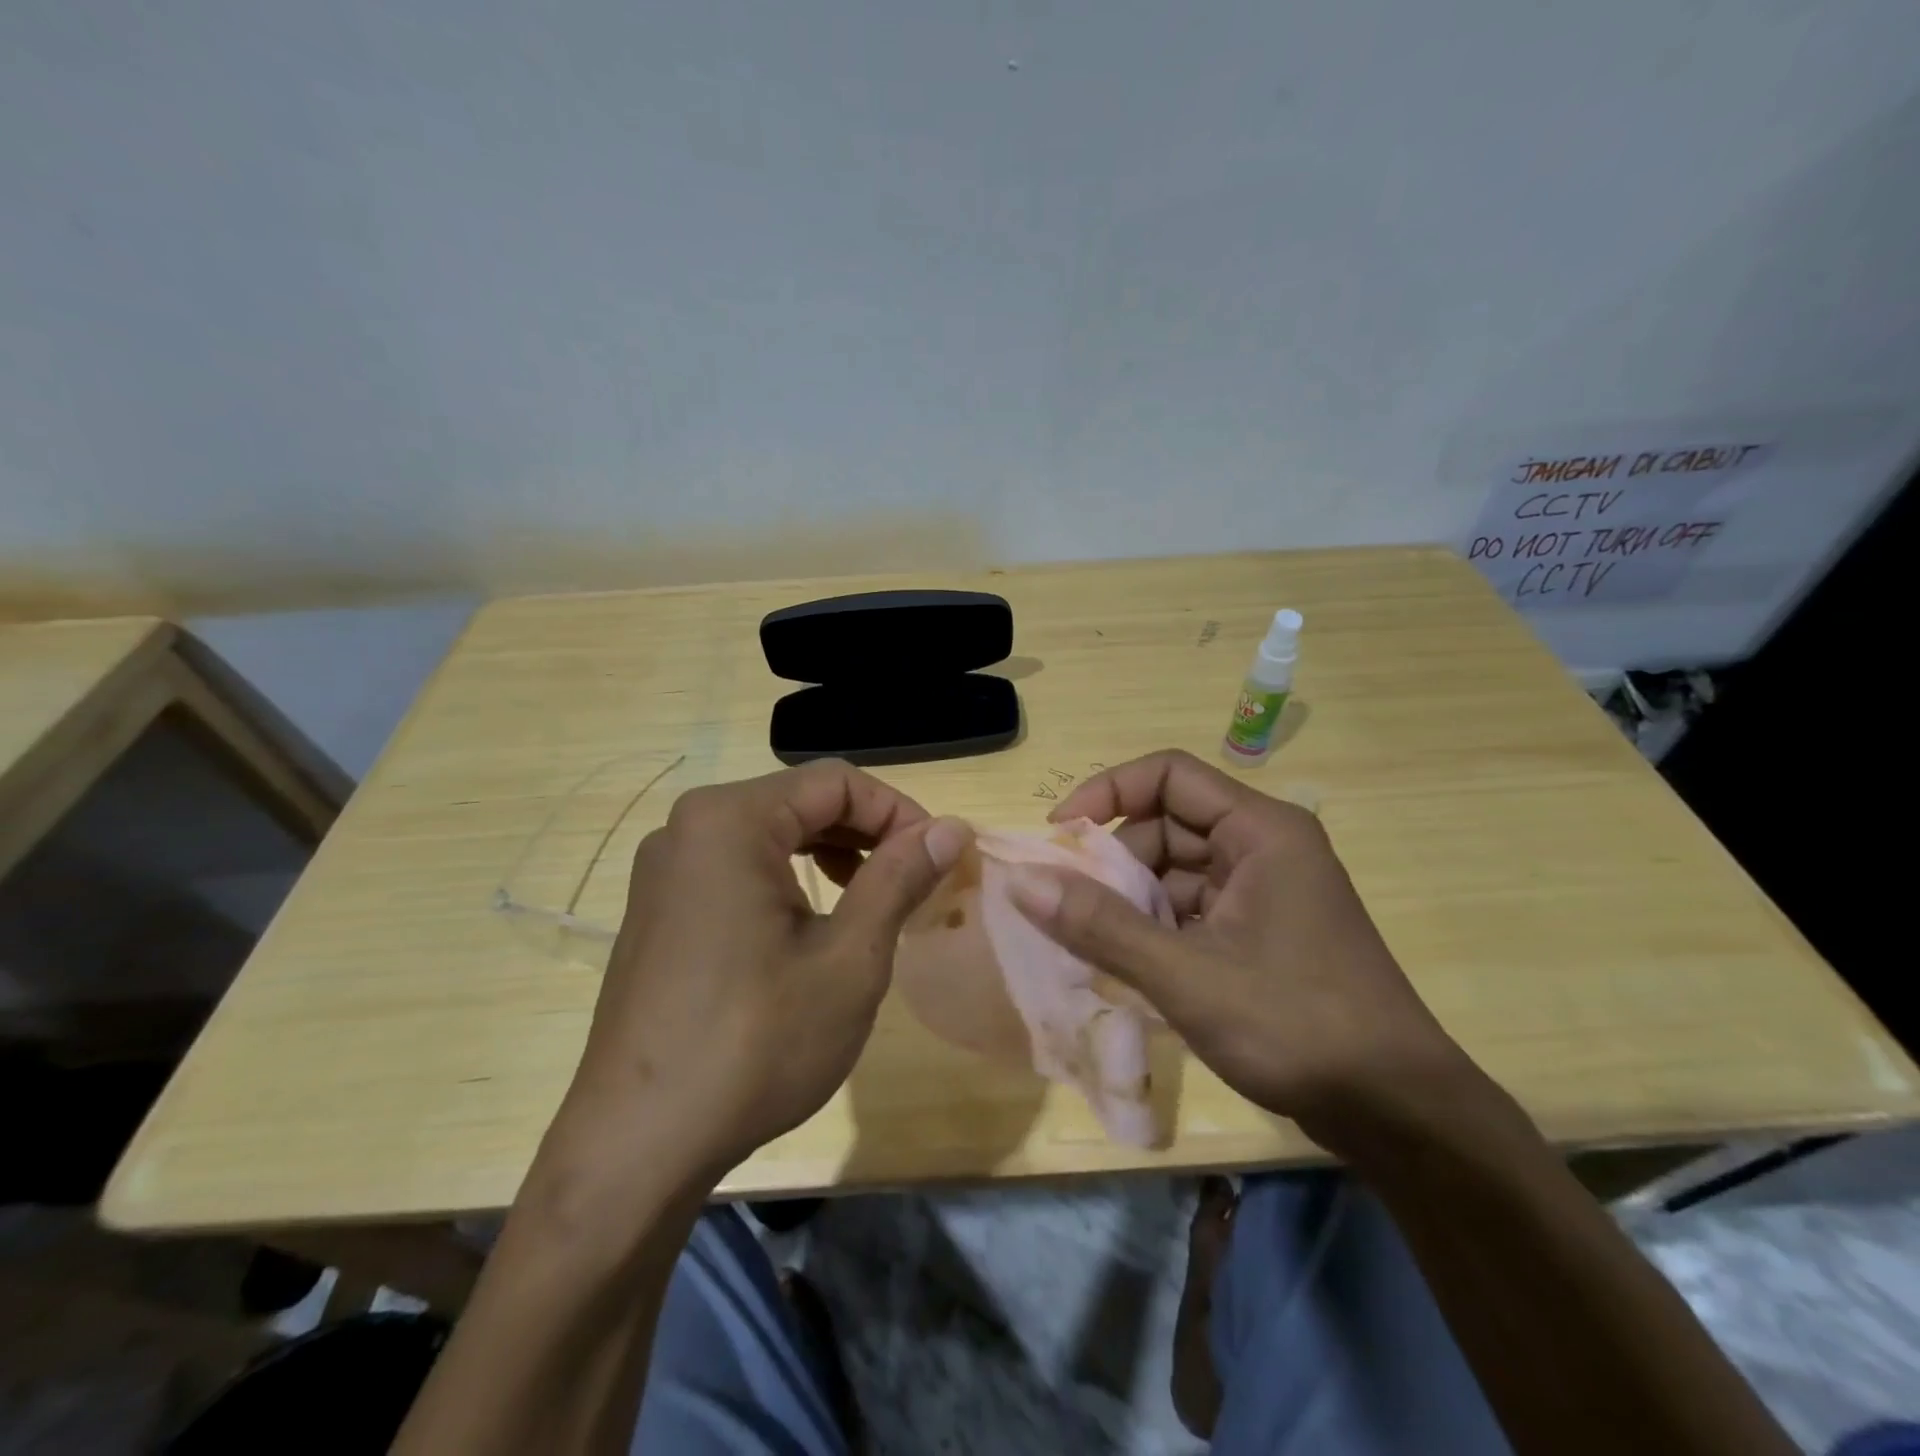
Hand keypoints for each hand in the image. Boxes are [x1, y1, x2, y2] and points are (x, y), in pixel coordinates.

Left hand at [558, 760, 970, 1178]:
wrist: (639, 1145)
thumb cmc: (756, 1044)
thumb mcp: (849, 959)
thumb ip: (899, 878)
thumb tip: (951, 827)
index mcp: (729, 820)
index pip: (836, 781)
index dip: (899, 811)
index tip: (939, 858)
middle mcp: (688, 827)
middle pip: (801, 800)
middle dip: (867, 831)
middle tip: (915, 879)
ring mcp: (666, 868)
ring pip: (771, 831)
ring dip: (832, 852)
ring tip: (873, 897)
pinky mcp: (659, 907)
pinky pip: (739, 864)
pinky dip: (790, 876)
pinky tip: (815, 920)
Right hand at [1011, 749, 1471, 1145]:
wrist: (1396, 1112)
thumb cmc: (1296, 1025)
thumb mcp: (1186, 975)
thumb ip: (1100, 925)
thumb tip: (1022, 880)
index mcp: (1260, 831)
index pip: (1169, 775)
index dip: (1108, 792)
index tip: (1060, 833)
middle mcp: (1263, 847)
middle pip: (1168, 825)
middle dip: (1114, 861)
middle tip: (1066, 905)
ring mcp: (1264, 892)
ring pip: (1175, 871)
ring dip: (1130, 900)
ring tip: (1090, 943)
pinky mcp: (1260, 932)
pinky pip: (1191, 909)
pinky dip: (1154, 928)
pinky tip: (1126, 966)